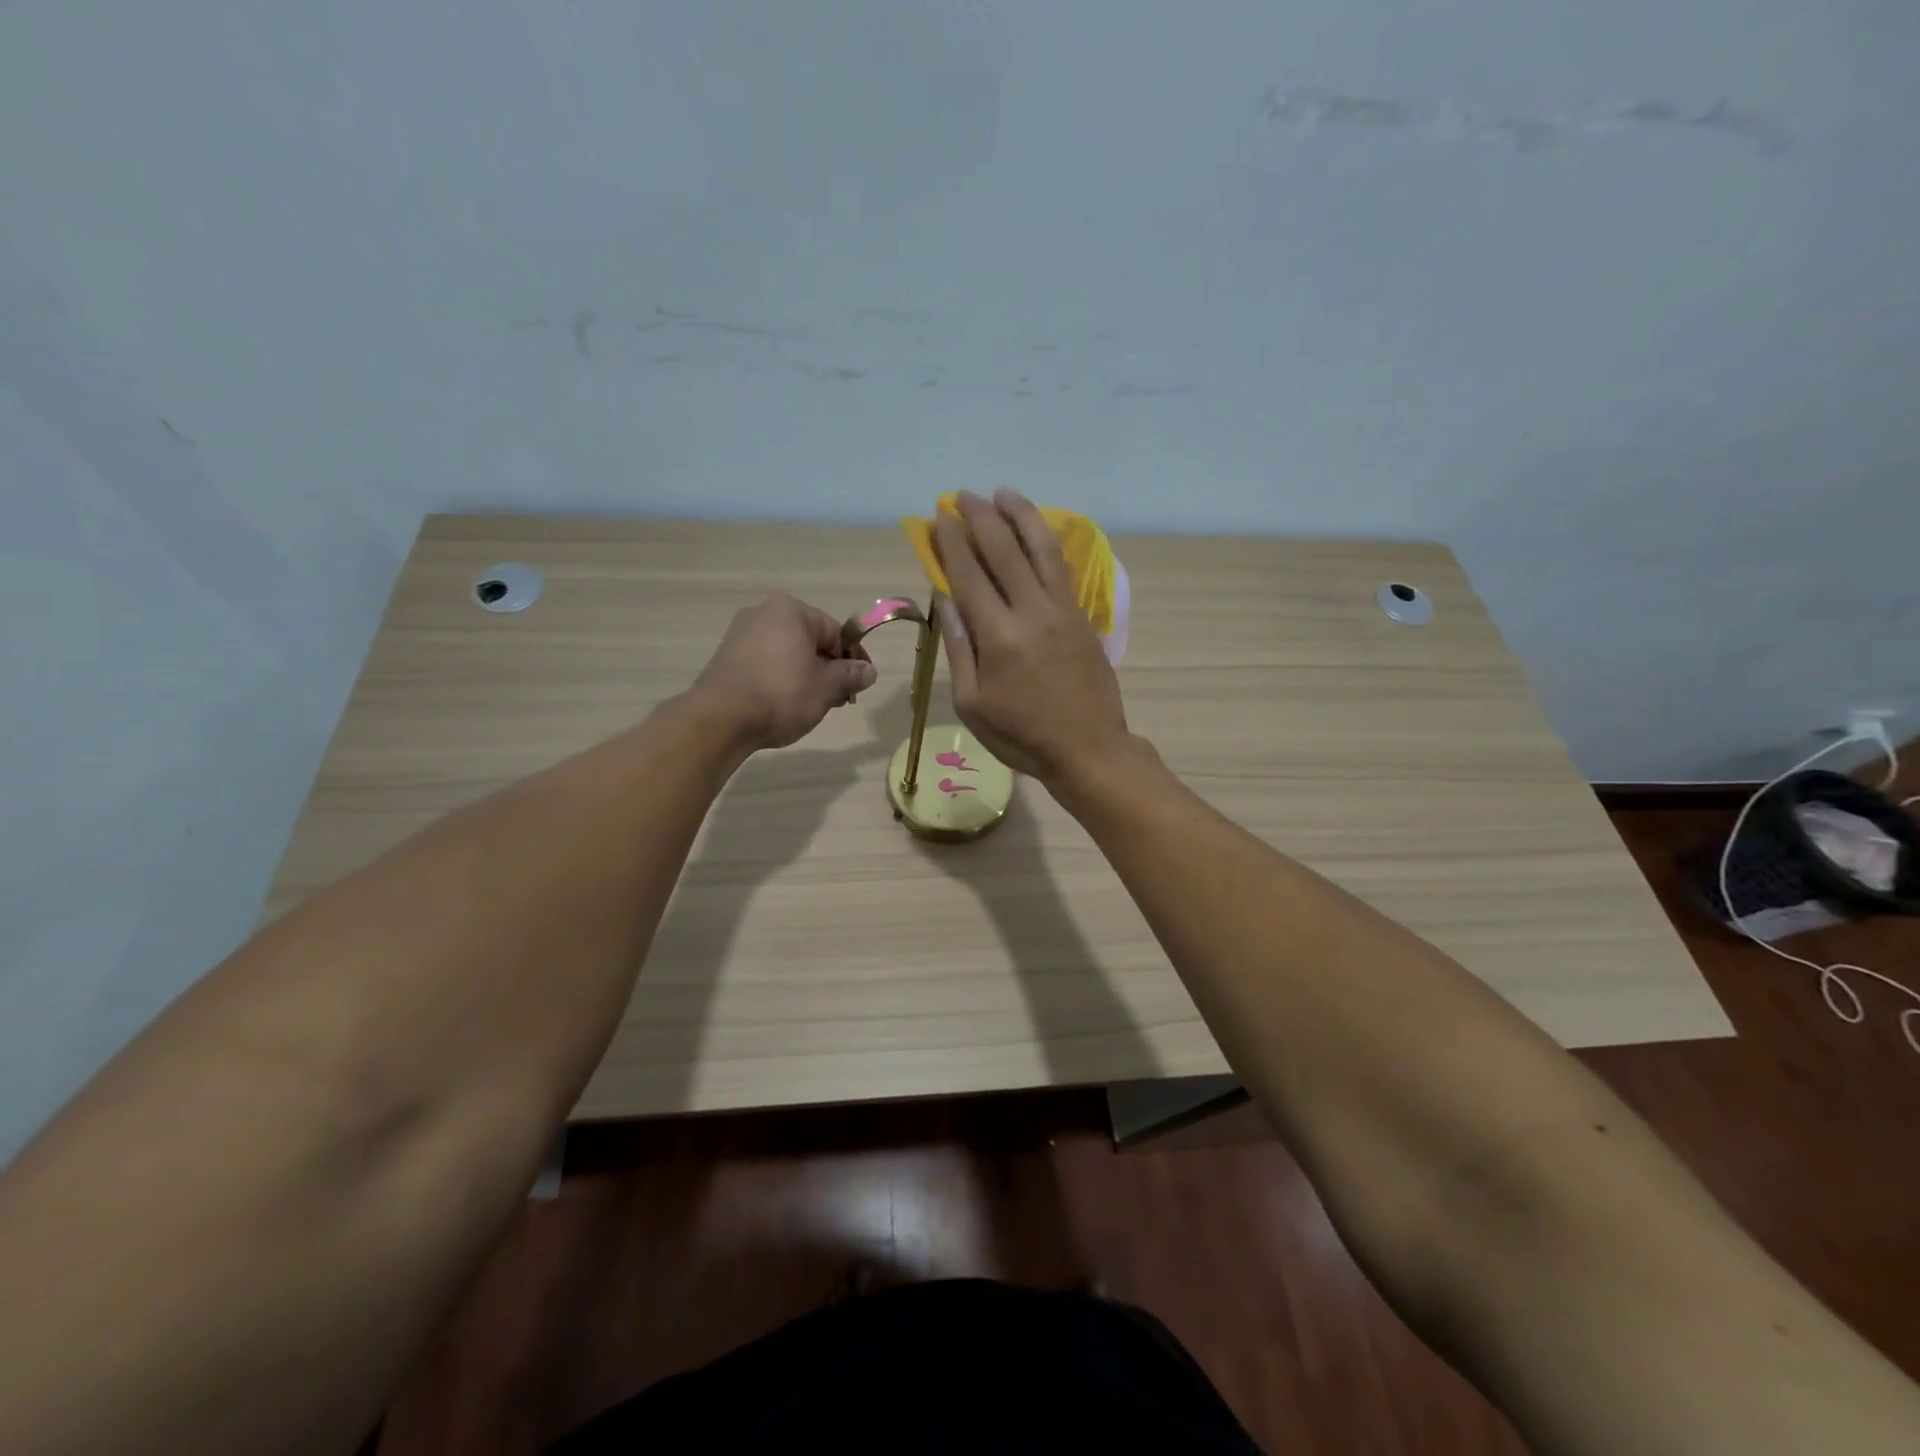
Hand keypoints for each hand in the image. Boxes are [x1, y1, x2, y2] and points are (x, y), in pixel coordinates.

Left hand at [692, 593, 876, 751]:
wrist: (721, 719)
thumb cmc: (782, 694)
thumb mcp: (827, 687)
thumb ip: (851, 675)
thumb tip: (868, 671)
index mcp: (790, 610)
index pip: (835, 632)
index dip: (853, 659)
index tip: (861, 685)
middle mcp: (762, 613)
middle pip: (810, 641)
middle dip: (828, 669)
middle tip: (838, 700)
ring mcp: (739, 635)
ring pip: (787, 654)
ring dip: (805, 677)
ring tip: (812, 707)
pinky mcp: (725, 659)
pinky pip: (765, 665)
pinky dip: (780, 681)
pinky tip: (784, 706)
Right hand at [932, 489, 1130, 785]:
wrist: (1088, 748)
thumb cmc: (1021, 735)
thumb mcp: (973, 704)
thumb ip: (959, 648)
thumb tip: (946, 600)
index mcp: (998, 637)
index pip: (969, 575)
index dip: (951, 542)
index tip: (939, 517)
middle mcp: (1032, 611)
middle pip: (1004, 550)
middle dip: (980, 517)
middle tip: (962, 495)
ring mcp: (1062, 610)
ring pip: (1040, 548)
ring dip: (1020, 515)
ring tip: (1003, 493)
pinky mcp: (1082, 616)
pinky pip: (1062, 567)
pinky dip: (1046, 541)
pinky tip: (1035, 530)